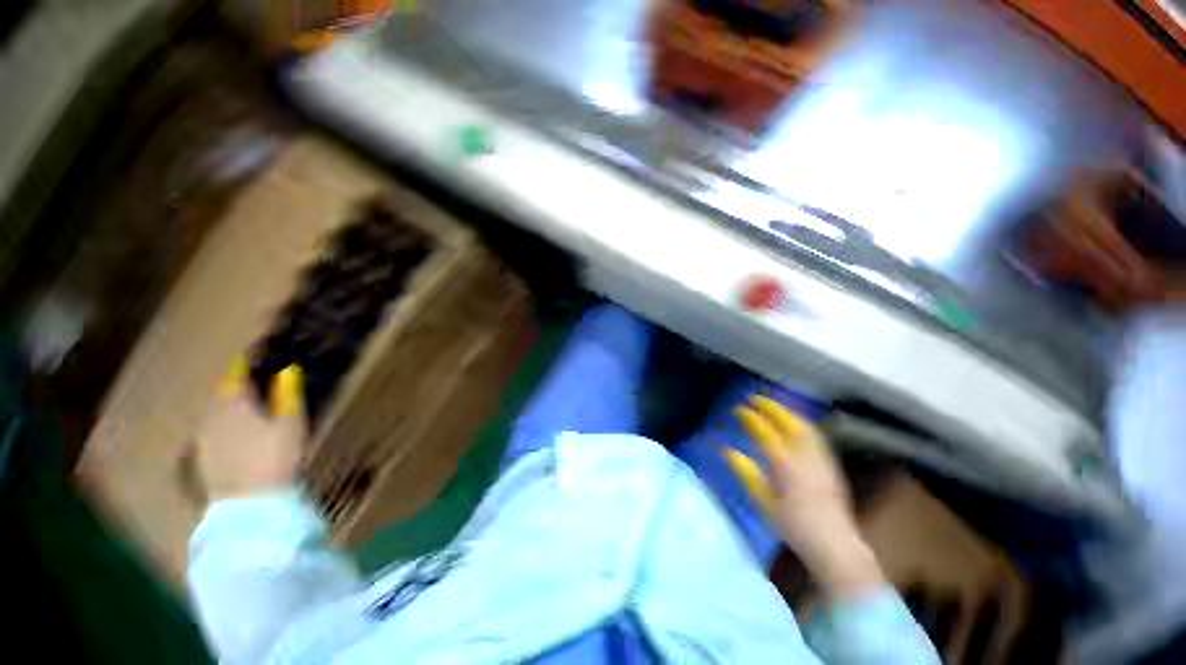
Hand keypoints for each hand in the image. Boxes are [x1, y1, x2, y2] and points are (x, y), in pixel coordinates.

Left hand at [192, 358, 305, 502]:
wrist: (250, 505)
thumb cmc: (276, 457)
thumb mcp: (291, 424)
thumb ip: (288, 395)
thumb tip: (288, 370)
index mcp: (235, 406)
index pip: (235, 377)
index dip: (244, 364)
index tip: (252, 355)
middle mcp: (214, 418)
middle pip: (222, 394)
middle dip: (235, 385)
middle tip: (251, 380)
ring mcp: (206, 440)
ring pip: (215, 413)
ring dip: (228, 405)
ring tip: (244, 404)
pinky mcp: (205, 459)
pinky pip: (212, 431)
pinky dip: (223, 425)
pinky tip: (233, 433)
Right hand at [725, 396, 884, 597]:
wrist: (835, 545)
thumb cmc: (794, 526)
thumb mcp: (764, 502)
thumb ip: (746, 473)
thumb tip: (727, 450)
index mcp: (785, 465)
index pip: (765, 432)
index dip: (751, 418)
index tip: (739, 409)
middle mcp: (805, 456)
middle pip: (788, 422)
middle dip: (771, 407)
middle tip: (755, 399)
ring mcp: (821, 459)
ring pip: (804, 426)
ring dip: (787, 412)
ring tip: (774, 407)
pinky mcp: (831, 464)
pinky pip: (815, 435)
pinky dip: (801, 423)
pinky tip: (796, 425)